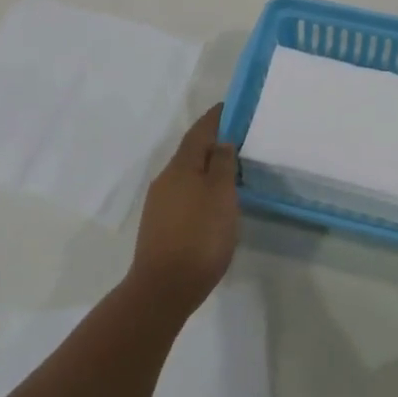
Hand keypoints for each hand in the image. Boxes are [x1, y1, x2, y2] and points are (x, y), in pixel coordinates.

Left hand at [127, 104, 238, 318]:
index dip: (215, 118)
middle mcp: (166, 179)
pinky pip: (183, 195)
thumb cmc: (199, 237)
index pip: (199, 132)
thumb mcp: (221, 197)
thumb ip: (221, 165)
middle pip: (191, 152)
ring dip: (206, 169)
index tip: (230, 107)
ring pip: (186, 175)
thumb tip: (221, 142)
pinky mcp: (159, 226)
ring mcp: (159, 204)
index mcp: (181, 166)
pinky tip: (212, 203)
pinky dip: (199, 189)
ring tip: (230, 172)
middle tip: (237, 140)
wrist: (163, 289)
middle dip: (212, 143)